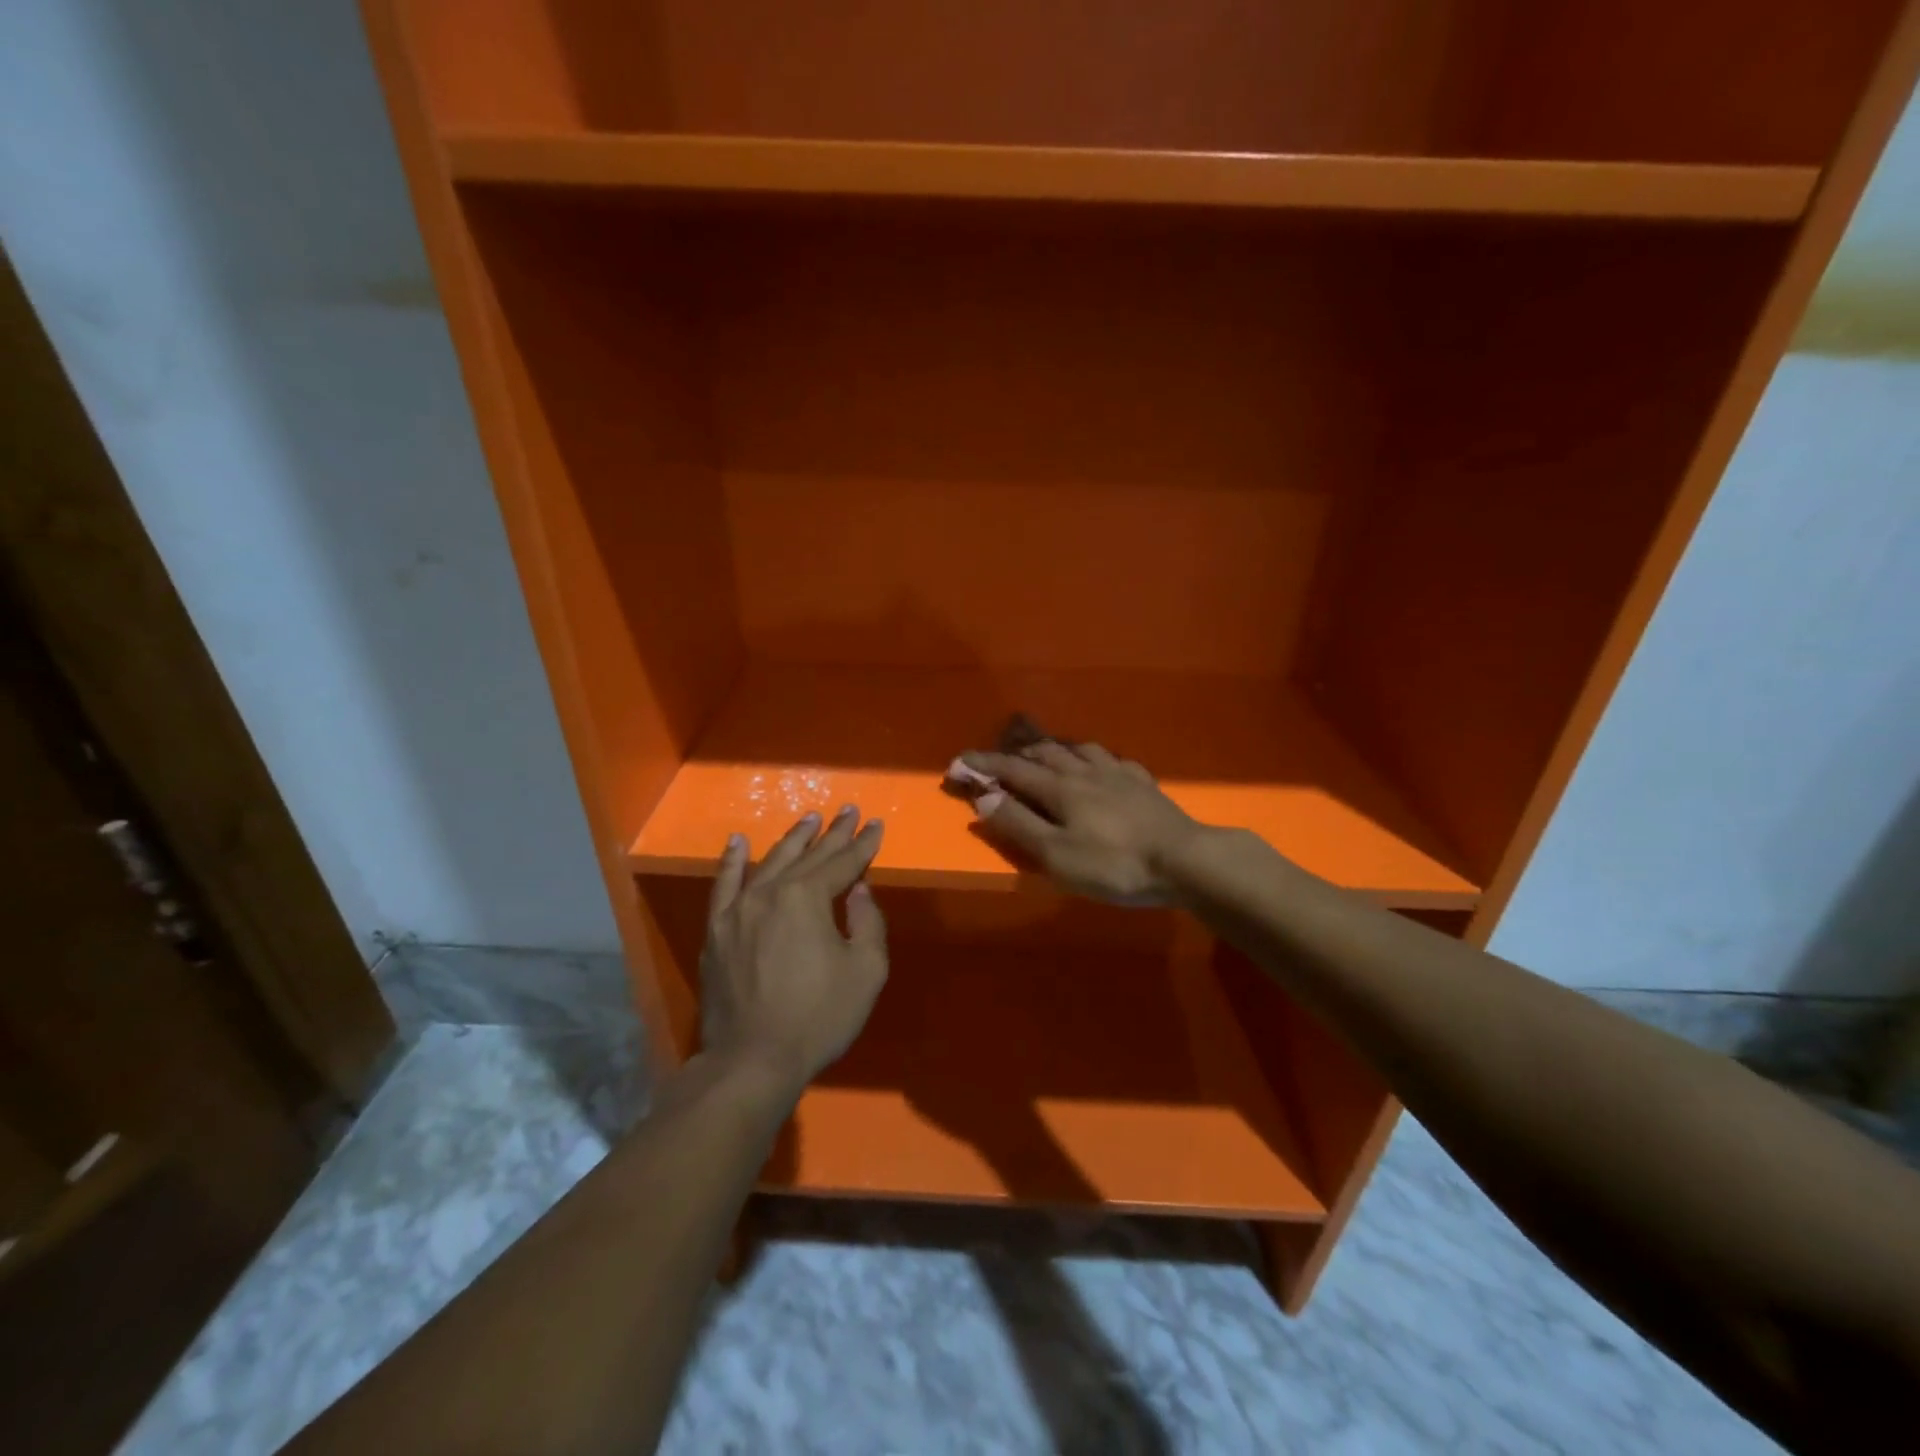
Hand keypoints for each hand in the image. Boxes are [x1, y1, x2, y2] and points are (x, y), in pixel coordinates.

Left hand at [699, 807, 887, 1097]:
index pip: (842, 863)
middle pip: (808, 856)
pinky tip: (739, 841)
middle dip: (833, 834)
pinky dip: (733, 861)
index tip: (876, 824)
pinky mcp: (716, 930)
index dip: (863, 844)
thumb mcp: (865, 971)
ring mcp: (738, 909)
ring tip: (810, 819)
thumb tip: (858, 891)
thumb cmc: (818, 1016)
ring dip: (793, 840)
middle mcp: (770, 892)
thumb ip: (867, 922)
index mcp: (807, 898)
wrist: (752, 1060)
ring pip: (770, 863)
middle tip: (849, 811)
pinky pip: (724, 885)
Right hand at [958, 743, 1202, 904]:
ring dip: (1052, 748)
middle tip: (998, 760)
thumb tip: (985, 798)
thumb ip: (1019, 825)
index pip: (1012, 770)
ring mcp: (1117, 773)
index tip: (958, 763)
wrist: (1184, 860)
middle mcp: (1084, 771)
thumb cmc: (1115, 864)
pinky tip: (1098, 765)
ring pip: (1077, 749)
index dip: (983, 765)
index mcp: (1060, 788)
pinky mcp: (1142, 782)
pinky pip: (1110, 759)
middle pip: (1044, 752)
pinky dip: (1091, 757)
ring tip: (1043, 753)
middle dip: (1015, 753)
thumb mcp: (1057, 854)